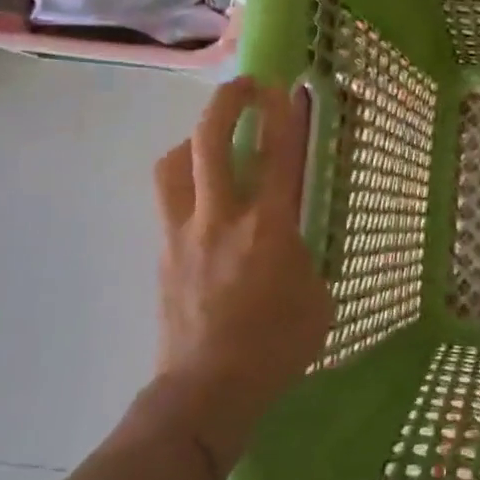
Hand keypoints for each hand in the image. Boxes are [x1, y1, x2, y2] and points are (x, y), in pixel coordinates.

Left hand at [147, 77, 331, 472]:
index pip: (280, 155)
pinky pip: (167, 199)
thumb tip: (292, 242)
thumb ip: (305, 257)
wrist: (205, 392)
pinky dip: (182, 181)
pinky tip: (200, 197)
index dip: (285, 114)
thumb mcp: (317, 299)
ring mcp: (184, 232)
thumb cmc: (275, 348)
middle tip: (244, 87)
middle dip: (227, 102)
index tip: (289, 89)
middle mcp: (221, 217)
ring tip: (210, 140)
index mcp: (268, 227)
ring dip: (192, 139)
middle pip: (211, 140)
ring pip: (173, 164)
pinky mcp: (162, 252)